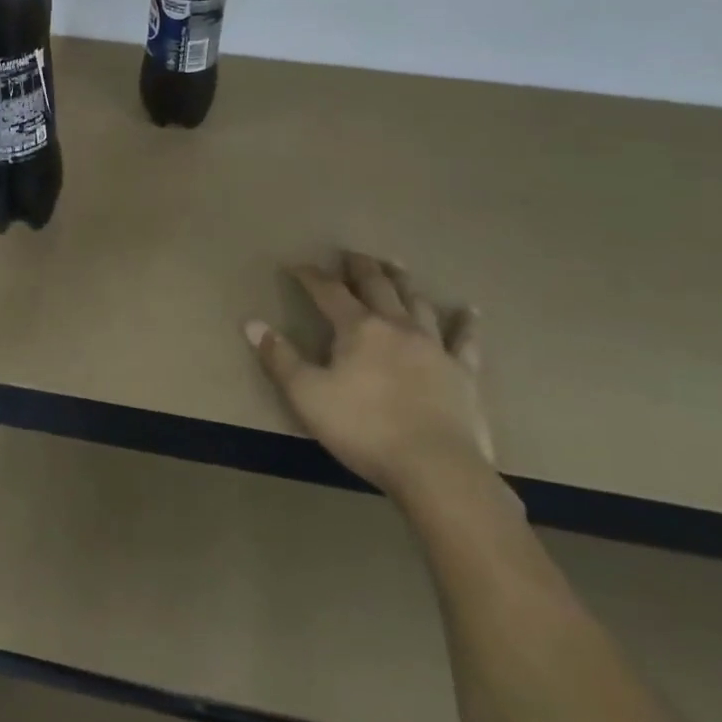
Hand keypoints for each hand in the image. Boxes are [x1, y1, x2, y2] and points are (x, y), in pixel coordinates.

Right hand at [246, 251, 493, 495]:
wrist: (436, 468)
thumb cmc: (364, 429)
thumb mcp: (307, 396)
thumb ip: (280, 358)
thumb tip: (252, 323)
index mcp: (358, 328)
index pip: (328, 291)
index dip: (310, 276)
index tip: (296, 265)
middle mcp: (396, 326)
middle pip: (377, 285)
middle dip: (360, 267)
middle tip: (352, 254)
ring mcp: (434, 346)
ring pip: (417, 302)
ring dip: (404, 282)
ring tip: (396, 267)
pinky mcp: (463, 372)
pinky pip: (464, 340)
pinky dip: (465, 323)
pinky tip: (469, 311)